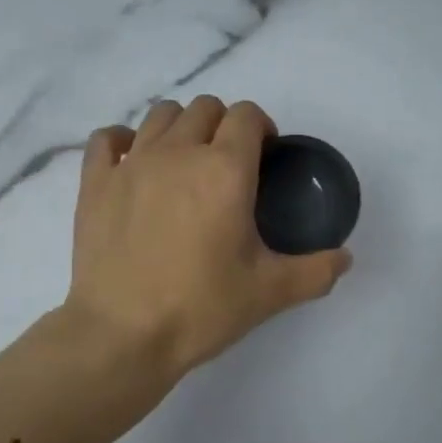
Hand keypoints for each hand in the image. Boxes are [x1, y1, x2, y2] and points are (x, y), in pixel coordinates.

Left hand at [63, 96, 351, 378]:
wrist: (122, 335)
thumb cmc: (201, 307)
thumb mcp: (269, 292)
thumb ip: (315, 271)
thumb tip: (345, 258)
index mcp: (225, 169)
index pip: (247, 114)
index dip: (260, 127)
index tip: (264, 155)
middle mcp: (179, 152)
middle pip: (205, 107)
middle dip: (223, 124)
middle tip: (227, 164)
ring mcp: (132, 163)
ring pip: (160, 114)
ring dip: (180, 127)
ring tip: (184, 160)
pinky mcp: (96, 181)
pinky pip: (107, 138)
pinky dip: (123, 141)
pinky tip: (132, 162)